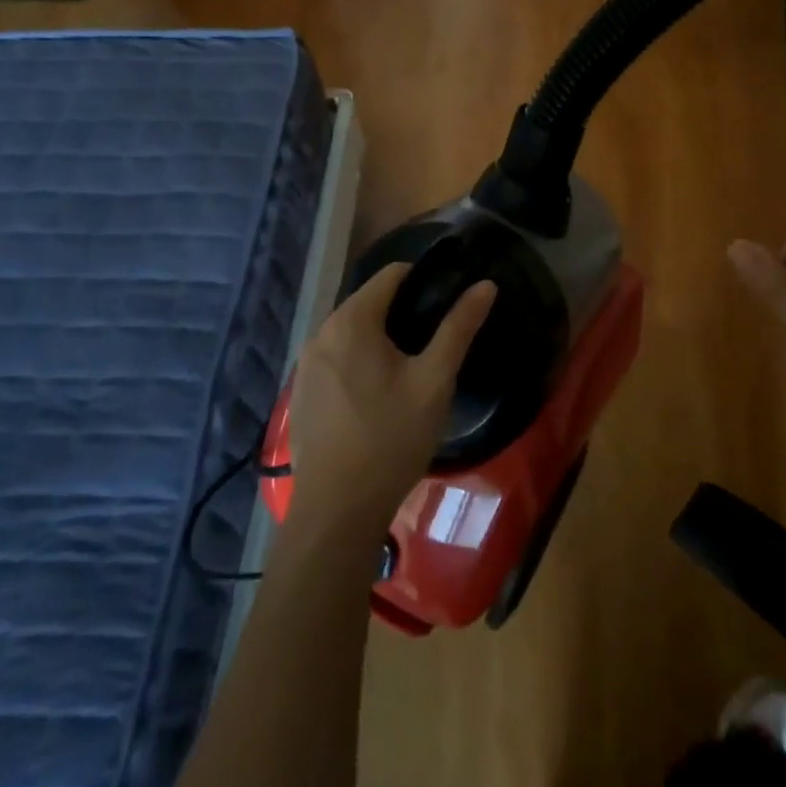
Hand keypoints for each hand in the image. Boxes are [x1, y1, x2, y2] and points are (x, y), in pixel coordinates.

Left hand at [285, 264, 496, 534]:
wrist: (338, 511)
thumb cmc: (392, 438)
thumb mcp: (435, 380)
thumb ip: (459, 327)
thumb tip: (485, 285)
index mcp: (351, 321)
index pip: (391, 275)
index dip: (424, 280)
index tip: (448, 302)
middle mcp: (320, 333)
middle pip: (368, 302)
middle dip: (402, 311)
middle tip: (435, 342)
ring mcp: (304, 365)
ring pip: (351, 332)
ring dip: (380, 338)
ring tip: (411, 368)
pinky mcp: (300, 393)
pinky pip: (335, 358)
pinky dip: (358, 361)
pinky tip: (377, 396)